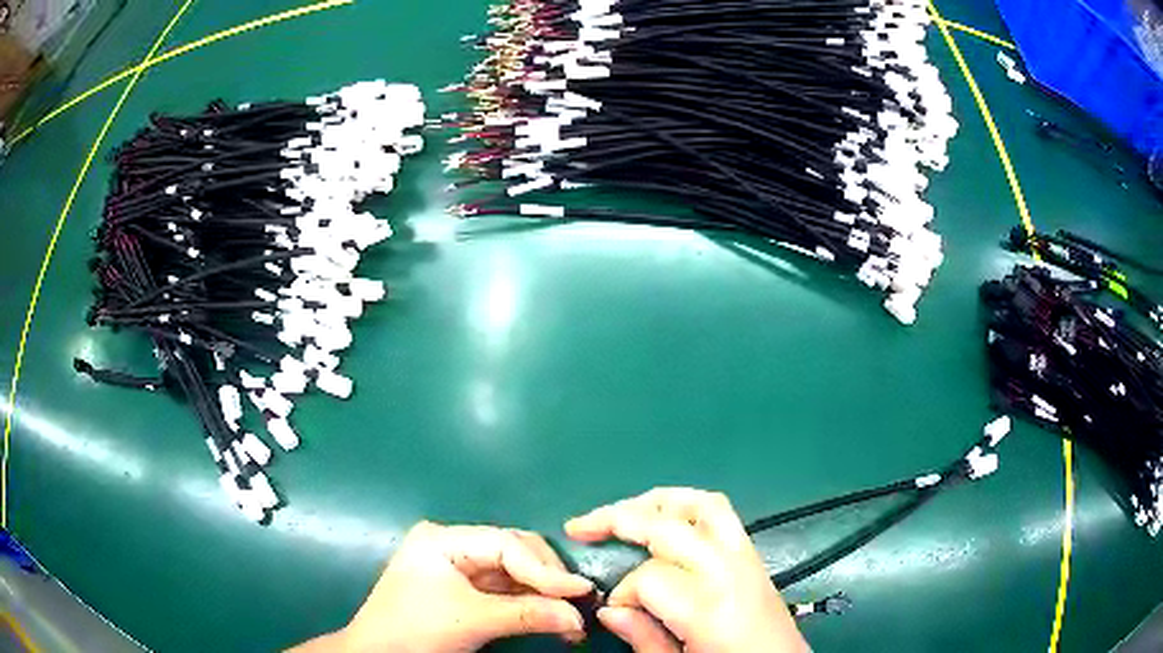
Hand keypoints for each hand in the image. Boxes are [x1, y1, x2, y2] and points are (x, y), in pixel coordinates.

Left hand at [304, 521, 593, 651]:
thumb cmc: (416, 630)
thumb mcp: (473, 620)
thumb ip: (527, 614)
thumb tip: (578, 616)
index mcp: (444, 538)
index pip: (506, 544)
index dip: (546, 568)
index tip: (580, 591)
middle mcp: (452, 544)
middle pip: (514, 553)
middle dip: (547, 581)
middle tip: (578, 606)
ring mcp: (457, 567)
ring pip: (513, 573)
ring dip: (543, 596)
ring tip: (571, 620)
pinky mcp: (463, 589)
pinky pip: (505, 590)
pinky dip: (528, 605)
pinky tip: (551, 620)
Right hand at [566, 488, 808, 652]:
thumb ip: (644, 638)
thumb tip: (608, 608)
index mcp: (710, 607)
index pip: (648, 577)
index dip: (622, 593)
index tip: (614, 612)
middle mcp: (731, 571)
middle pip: (668, 526)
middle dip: (618, 520)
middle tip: (580, 528)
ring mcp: (748, 557)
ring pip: (702, 504)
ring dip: (656, 501)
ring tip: (621, 511)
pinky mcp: (755, 556)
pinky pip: (722, 514)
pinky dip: (686, 506)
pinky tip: (663, 519)